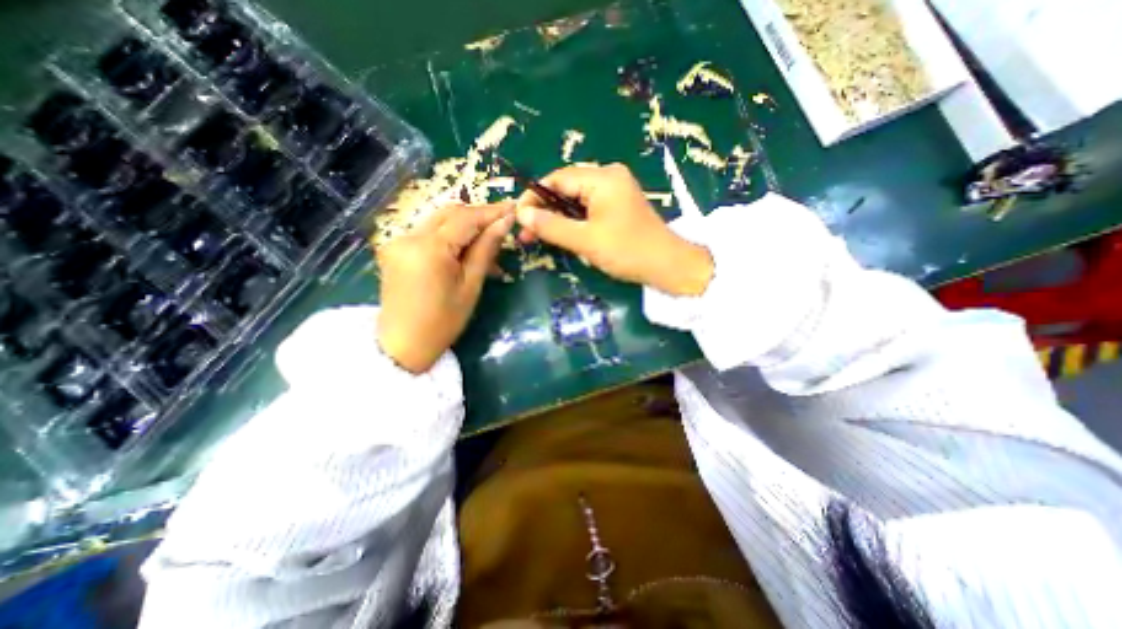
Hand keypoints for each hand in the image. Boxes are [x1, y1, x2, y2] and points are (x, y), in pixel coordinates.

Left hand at [376, 201, 516, 371]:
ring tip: (487, 243)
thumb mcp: (471, 286)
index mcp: (429, 248)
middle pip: (449, 213)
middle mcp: (408, 236)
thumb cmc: (443, 321)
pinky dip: (449, 237)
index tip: (513, 209)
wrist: (403, 345)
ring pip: (438, 220)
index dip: (491, 212)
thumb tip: (505, 222)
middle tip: (502, 224)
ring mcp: (398, 241)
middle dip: (478, 216)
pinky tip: (464, 251)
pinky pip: (428, 233)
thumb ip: (486, 249)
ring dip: (464, 226)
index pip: (466, 218)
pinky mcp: (395, 248)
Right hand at [515, 165, 712, 296]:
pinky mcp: (618, 205)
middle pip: (566, 188)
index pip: (557, 179)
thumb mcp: (585, 240)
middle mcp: (609, 177)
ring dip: (557, 218)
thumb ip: (551, 225)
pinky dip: (573, 221)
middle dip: (544, 210)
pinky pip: (588, 208)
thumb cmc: (627, 251)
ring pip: (575, 200)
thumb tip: (521, 213)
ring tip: (539, 237)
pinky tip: (563, 235)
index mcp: (602, 178)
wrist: (668, 265)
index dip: (534, 196)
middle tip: (527, 233)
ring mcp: (615, 191)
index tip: (518, 218)